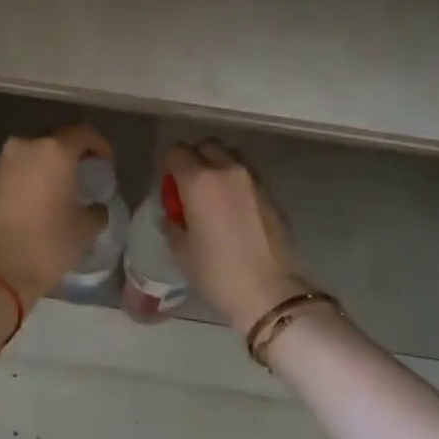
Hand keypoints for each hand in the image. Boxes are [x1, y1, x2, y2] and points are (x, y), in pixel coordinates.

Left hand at [0, 123, 113, 309]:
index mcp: (54, 151)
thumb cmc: (48, 245)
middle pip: (54, 142)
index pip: (84, 133)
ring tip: (54, 191)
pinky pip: (11, 170)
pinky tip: (31, 201)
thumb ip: (97, 209)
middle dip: (69, 157)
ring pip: (30, 156)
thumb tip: (96, 206)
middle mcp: (24, 146)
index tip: (105, 165)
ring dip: (44, 167)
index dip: (100, 146)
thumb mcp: (86, 229)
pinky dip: (24, 178)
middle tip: (81, 178)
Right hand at [164, 140, 310, 334]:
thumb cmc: (217, 273)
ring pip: (229, 157)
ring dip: (217, 167)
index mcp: (199, 181)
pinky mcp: (270, 194)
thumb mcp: (181, 250)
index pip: (176, 151)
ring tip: (212, 199)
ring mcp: (253, 180)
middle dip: (194, 159)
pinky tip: (232, 212)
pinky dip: (235, 183)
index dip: (168, 167)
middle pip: (206, 145)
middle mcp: (227, 171)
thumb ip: (173, 222)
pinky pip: (246, 176)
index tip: (169, 188)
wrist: (270, 292)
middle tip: (189, 189)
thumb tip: (175, 213)